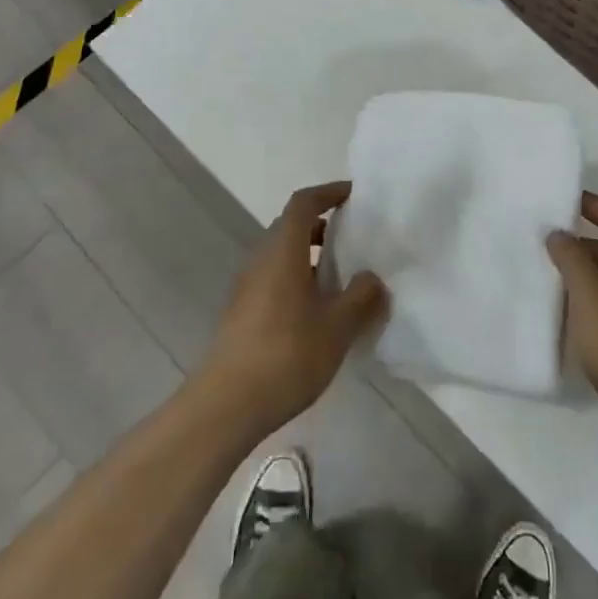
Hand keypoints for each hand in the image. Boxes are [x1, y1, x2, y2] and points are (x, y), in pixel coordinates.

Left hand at [195, 182, 388, 445]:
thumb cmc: (286, 355)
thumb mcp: (337, 327)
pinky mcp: (242, 312)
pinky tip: (318, 312)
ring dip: (311, 256)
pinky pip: (274, 279)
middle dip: (323, 226)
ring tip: (343, 278)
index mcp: (283, 250)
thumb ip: (361, 297)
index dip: (328, 192)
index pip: (304, 203)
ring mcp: (247, 286)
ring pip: (282, 255)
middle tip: (355, 239)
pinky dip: (298, 279)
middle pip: (291, 226)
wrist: (225, 406)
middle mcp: (261, 259)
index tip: (355, 196)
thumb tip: (372, 277)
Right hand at [549, 193, 597, 453]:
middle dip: (580, 240)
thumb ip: (571, 260)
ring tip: (548, 274)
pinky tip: (569, 311)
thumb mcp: (589, 297)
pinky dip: (591, 296)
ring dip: (584, 270)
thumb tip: (559, 232)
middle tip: (543, 241)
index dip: (591, 203)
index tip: (560, 200)